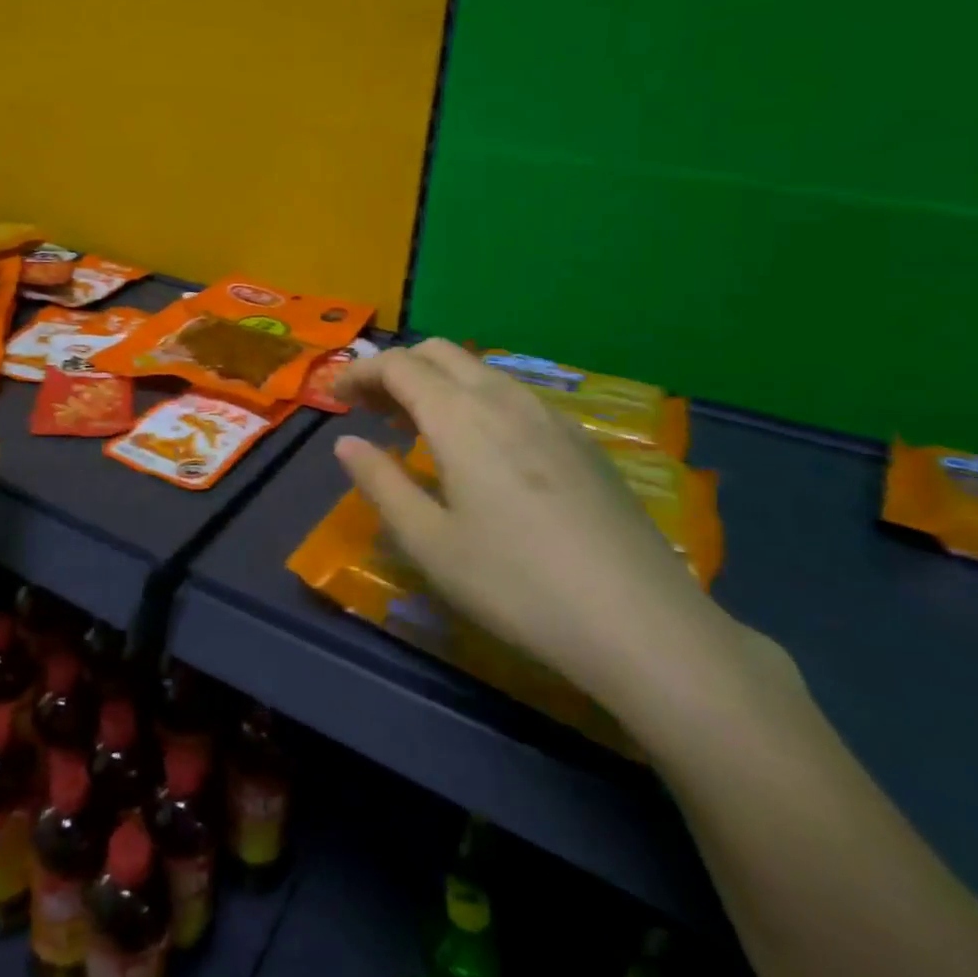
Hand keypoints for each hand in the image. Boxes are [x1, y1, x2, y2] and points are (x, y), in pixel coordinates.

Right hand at [332, 340, 737, 715]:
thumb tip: (346, 443)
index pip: (398, 365)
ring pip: (480, 371)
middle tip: (371, 409)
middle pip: (439, 353)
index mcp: (459, 416)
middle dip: (397, 369)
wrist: (642, 623)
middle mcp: (504, 399)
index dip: (359, 372)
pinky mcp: (582, 441)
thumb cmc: (515, 584)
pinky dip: (477, 400)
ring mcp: (551, 416)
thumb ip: (380, 482)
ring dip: (438, 383)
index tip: (335, 396)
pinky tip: (481, 450)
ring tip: (418, 428)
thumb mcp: (429, 541)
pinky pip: (514, 396)